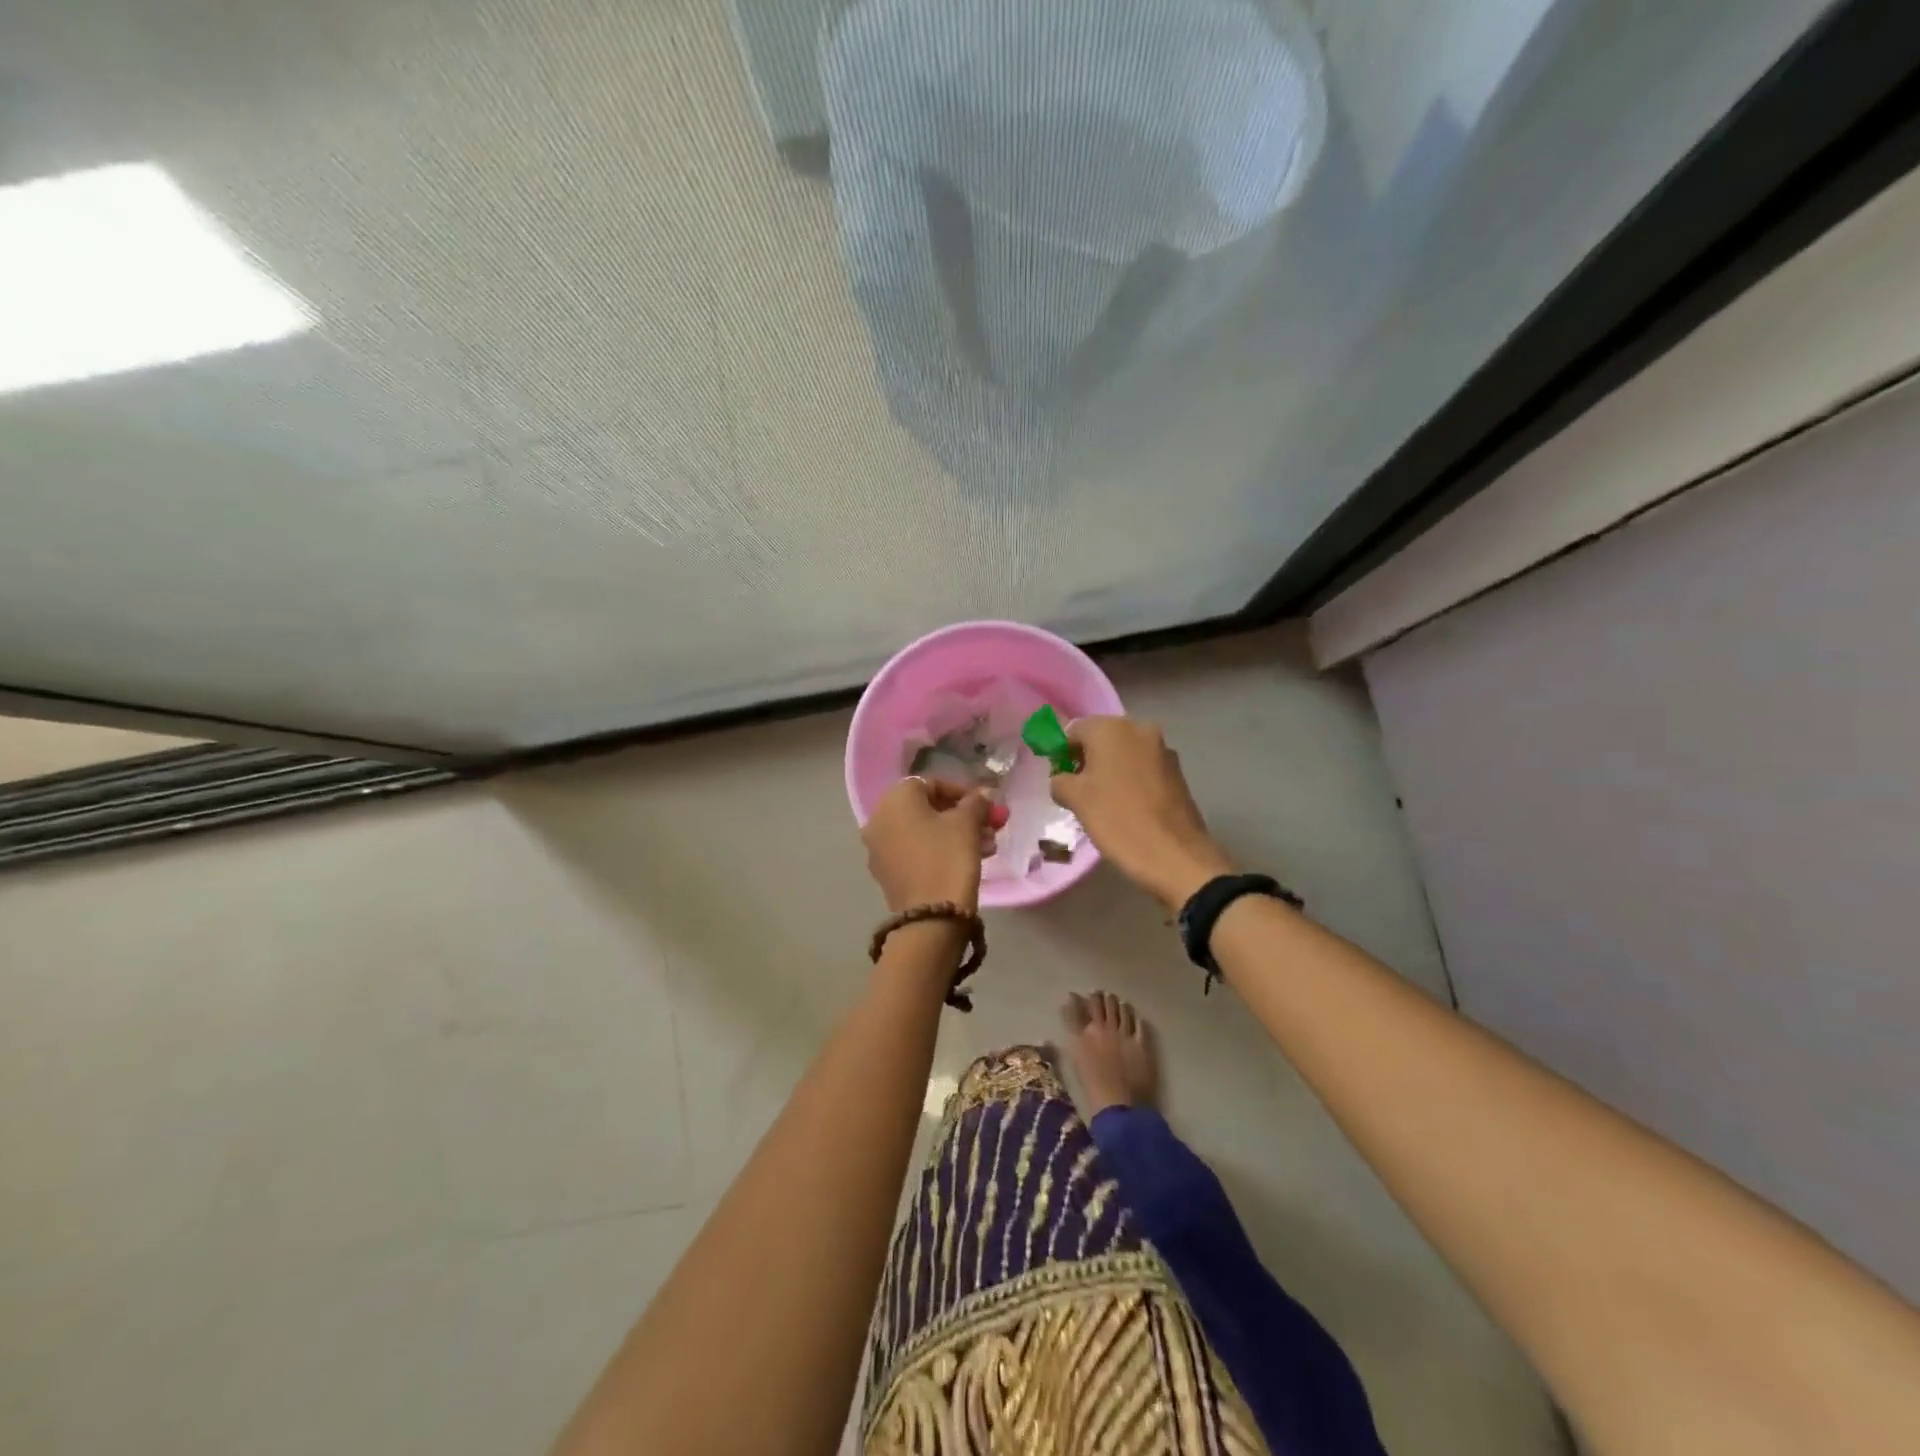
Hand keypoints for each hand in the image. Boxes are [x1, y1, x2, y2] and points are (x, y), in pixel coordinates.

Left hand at [862, 777, 1003, 912]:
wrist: (931, 917)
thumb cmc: (948, 858)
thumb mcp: (967, 824)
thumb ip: (976, 802)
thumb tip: (984, 794)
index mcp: (894, 800)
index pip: (932, 784)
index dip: (963, 792)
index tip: (986, 806)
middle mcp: (879, 819)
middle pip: (926, 808)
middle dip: (961, 815)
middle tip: (989, 826)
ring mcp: (879, 849)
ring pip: (923, 831)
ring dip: (955, 834)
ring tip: (987, 846)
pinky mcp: (886, 873)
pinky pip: (915, 851)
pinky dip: (939, 850)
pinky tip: (968, 860)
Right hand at [1049, 717, 1232, 910]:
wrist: (1175, 856)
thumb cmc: (1118, 820)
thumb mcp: (1075, 800)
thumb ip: (1059, 780)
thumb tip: (1062, 779)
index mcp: (1111, 728)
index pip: (1073, 730)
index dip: (1061, 753)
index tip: (1059, 779)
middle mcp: (1139, 729)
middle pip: (1101, 738)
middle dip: (1086, 760)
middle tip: (1078, 792)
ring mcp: (1163, 750)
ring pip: (1124, 752)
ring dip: (1109, 770)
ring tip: (1103, 802)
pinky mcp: (1177, 772)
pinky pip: (1143, 767)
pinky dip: (1130, 779)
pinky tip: (1127, 806)